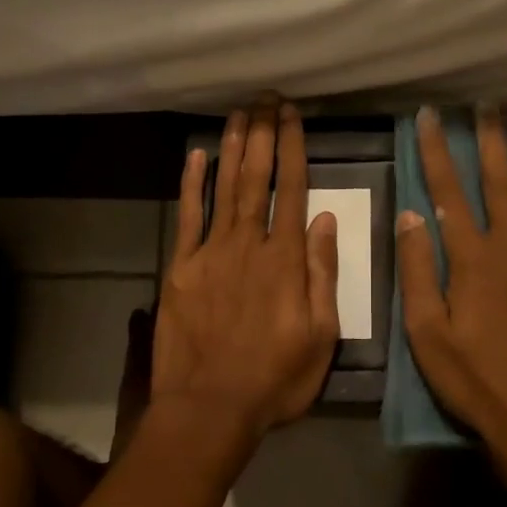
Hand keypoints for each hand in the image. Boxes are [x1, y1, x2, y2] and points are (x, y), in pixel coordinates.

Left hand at [153, 100, 340, 444]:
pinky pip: (188, 217)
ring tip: (239, 113)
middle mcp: (248, 244)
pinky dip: (192, 184)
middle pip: (257, 178)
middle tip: (265, 98)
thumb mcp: (321, 335)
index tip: (292, 115)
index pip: (292, 189)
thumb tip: (326, 220)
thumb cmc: (275, 378)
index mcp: (285, 259)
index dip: (292, 148)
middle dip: (262, 134)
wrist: (209, 409)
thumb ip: (323, 274)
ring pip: (224, 188)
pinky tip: (195, 156)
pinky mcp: (181, 268)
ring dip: (232, 148)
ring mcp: (211, 253)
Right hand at [396, 106, 506, 487]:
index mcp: (472, 260)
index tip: (429, 116)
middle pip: (499, 185)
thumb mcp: (427, 333)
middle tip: (486, 105)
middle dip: (490, 142)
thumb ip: (418, 271)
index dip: (437, 151)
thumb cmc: (474, 380)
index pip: (448, 193)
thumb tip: (411, 214)